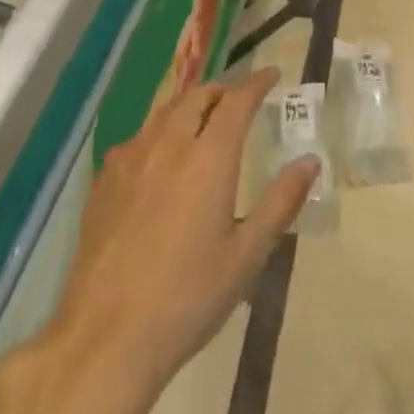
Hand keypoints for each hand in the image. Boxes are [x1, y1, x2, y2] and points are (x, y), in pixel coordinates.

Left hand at [45, 70, 317, 409]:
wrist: (106, 337)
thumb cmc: (188, 298)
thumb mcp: (247, 255)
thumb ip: (281, 202)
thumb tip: (310, 161)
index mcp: (207, 159)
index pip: (236, 101)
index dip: (256, 83)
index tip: (272, 76)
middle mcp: (166, 146)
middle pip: (196, 96)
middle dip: (223, 90)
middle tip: (241, 98)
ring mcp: (128, 161)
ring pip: (164, 112)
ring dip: (191, 105)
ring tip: (206, 118)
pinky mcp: (103, 182)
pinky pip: (138, 138)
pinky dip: (161, 131)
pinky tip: (163, 157)